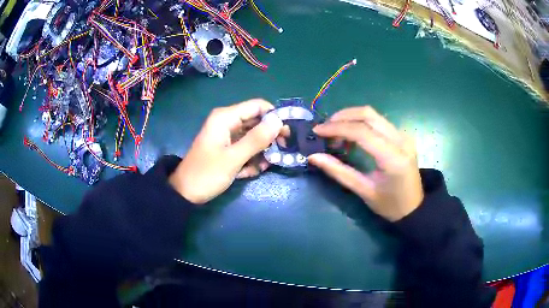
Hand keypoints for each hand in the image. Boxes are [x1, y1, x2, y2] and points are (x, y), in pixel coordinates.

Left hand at [169, 99, 282, 203]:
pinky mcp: (227, 148)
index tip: (286, 134)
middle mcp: (227, 122)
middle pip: (257, 121)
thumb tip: (278, 121)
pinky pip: (245, 148)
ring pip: (253, 137)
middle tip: (281, 152)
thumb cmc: (207, 174)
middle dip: (269, 137)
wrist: (185, 193)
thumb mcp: (233, 158)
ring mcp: (227, 136)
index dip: (274, 117)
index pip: (257, 106)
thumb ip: (256, 139)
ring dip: (260, 152)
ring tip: (261, 167)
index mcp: (225, 118)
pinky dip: (249, 160)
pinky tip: (247, 173)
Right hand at [309, 106, 423, 221]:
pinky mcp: (402, 135)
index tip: (317, 131)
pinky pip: (378, 121)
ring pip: (373, 115)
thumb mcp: (363, 191)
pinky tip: (351, 136)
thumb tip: (313, 157)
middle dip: (342, 117)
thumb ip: (339, 172)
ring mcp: (403, 135)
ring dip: (351, 118)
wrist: (414, 207)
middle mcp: (401, 140)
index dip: (337, 128)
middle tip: (325, 128)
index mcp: (393, 157)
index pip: (362, 132)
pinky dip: (361, 123)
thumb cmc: (390, 205)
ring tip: (335, 133)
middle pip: (368, 114)